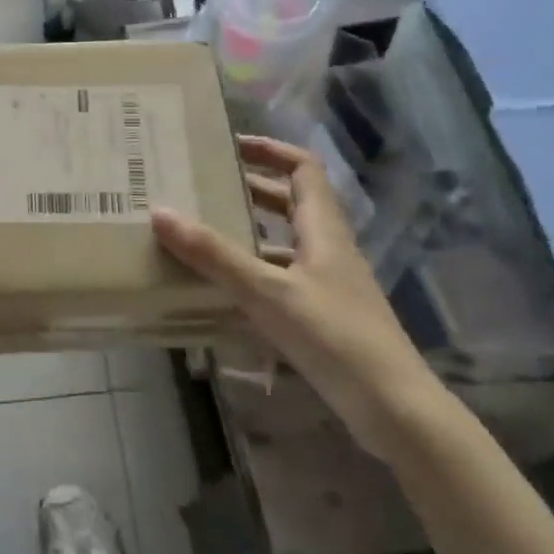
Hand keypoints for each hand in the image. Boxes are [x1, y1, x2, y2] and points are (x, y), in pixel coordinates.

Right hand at [153, 135, 446, 458]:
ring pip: (285, 242)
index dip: (269, 150)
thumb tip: (160, 212)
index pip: (302, 169)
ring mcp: (328, 284)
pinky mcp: (322, 314)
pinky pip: (281, 277)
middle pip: (290, 203)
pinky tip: (222, 289)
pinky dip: (252, 272)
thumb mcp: (267, 292)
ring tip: (202, 233)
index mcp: (323, 230)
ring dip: (248, 232)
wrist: (393, 407)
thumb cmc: (334, 337)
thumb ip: (214, 255)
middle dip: (249, 189)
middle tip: (203, 187)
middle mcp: (328, 248)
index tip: (228, 146)